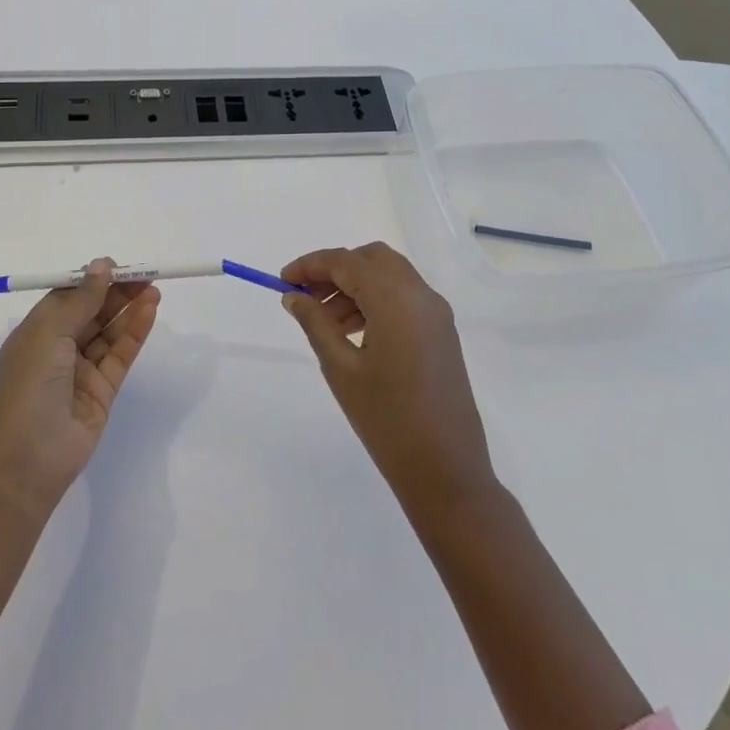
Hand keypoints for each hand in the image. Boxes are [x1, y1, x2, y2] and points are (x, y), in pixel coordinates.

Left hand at [0, 260, 159, 517]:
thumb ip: (81, 299)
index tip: (116, 267)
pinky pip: (121, 354)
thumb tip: (101, 265)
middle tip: (145, 275)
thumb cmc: (29, 384)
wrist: (28, 457)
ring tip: (154, 289)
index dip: (92, 280)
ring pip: (110, 332)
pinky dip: (135, 332)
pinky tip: (149, 311)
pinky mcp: (103, 390)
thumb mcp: (50, 332)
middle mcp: (58, 348)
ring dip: (130, 309)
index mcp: (37, 331)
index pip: (68, 297)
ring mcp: (81, 370)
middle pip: (92, 312)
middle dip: (116, 292)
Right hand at [281, 243, 494, 515]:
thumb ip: (315, 323)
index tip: (283, 282)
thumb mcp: (341, 368)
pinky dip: (375, 300)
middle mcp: (420, 295)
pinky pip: (404, 297)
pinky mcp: (442, 332)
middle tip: (306, 296)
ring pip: (388, 276)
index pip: (346, 261)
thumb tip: (293, 296)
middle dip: (335, 270)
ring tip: (325, 322)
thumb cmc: (387, 419)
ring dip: (354, 286)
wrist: (446, 470)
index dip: (311, 265)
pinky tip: (354, 332)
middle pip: (371, 259)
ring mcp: (436, 313)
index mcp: (396, 299)